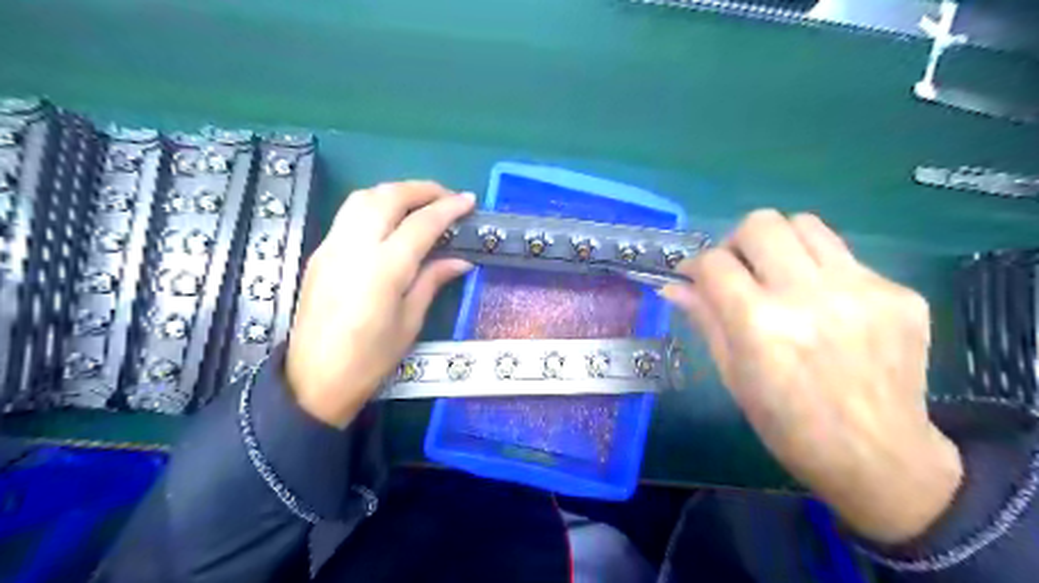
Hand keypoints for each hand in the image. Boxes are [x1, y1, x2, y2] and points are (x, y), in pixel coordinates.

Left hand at [285, 182, 476, 427]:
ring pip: (363, 197)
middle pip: (389, 197)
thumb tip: (461, 261)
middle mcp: (355, 247)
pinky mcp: (320, 252)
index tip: (469, 201)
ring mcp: (332, 246)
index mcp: (384, 269)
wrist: (314, 380)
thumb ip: (433, 281)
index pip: (421, 223)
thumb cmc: (371, 359)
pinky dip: (375, 205)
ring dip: (395, 192)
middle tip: (447, 196)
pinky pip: (349, 214)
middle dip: (422, 189)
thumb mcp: (410, 322)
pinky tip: (390, 220)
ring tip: (420, 202)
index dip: (448, 208)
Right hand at [661, 208, 960, 545]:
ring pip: (805, 224)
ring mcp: (862, 289)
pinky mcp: (899, 293)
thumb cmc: (788, 425)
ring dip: (780, 243)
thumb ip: (705, 319)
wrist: (879, 457)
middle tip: (738, 270)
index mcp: (760, 325)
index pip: (714, 262)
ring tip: (779, 275)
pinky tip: (824, 306)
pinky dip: (820, 271)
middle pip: (761, 224)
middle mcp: (810, 296)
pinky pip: (845, 257)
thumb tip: (673, 286)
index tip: (695, 277)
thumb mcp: (733, 376)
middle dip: (736, 242)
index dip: (696, 265)